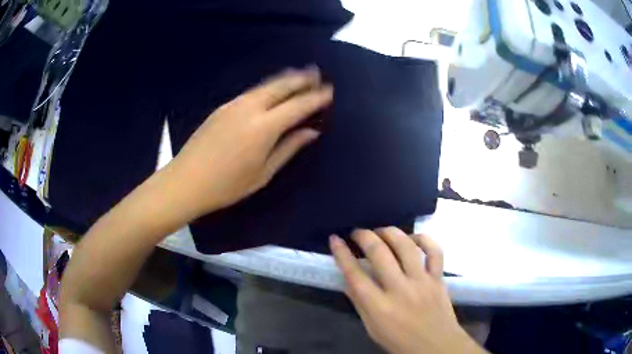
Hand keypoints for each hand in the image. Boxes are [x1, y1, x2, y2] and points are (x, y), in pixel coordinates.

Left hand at [169, 66, 332, 218]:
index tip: (329, 91)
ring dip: (284, 79)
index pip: (297, 106)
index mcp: (264, 127)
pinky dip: (267, 87)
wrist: (186, 181)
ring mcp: (234, 105)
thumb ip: (289, 148)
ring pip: (265, 86)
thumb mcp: (263, 173)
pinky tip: (272, 90)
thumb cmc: (227, 185)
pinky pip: (251, 92)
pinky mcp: (222, 107)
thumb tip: (311, 132)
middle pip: (281, 86)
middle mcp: (250, 108)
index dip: (315, 98)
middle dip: (301, 78)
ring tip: (299, 74)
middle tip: (317, 73)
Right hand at [330, 228, 486, 353]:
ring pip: (406, 246)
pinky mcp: (439, 278)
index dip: (342, 254)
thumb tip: (348, 279)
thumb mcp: (372, 328)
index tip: (335, 239)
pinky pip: (435, 251)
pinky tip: (412, 238)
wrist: (436, 347)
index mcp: (379, 307)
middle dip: (364, 236)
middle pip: (379, 254)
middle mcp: (400, 290)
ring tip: (381, 231)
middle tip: (357, 232)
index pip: (355, 275)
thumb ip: (360, 303)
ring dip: (390, 232)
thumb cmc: (400, 342)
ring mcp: (422, 282)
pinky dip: (423, 239)